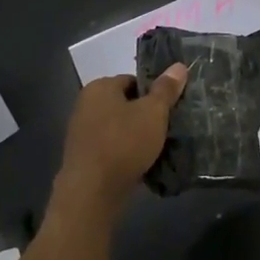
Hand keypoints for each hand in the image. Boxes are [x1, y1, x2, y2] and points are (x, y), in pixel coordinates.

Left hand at [52, 65, 186, 220]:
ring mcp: (80, 133)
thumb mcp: (153, 112)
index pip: (133, 80)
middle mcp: (85, 104)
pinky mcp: (81, 158)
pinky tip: (139, 165)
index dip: (153, 93)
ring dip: (135, 136)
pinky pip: (109, 148)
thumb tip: (179, 66)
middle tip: (165, 129)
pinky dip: (123, 153)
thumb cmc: (123, 143)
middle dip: (144, 115)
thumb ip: (166, 89)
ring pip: (117, 128)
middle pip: (125, 104)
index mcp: (99, 87)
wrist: (91, 193)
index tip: (168, 109)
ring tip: (155, 149)